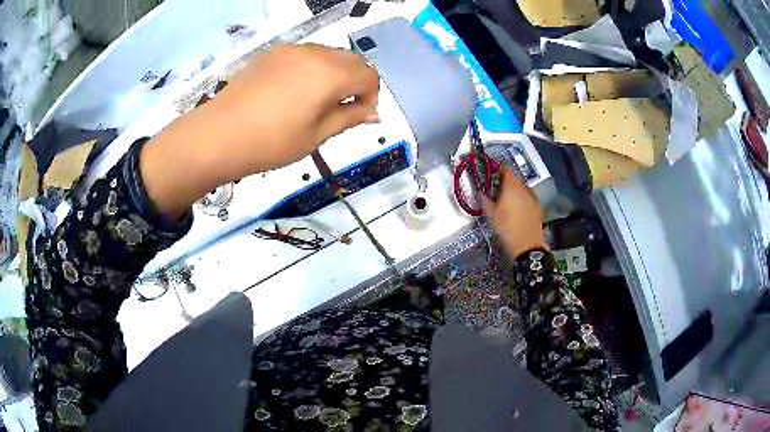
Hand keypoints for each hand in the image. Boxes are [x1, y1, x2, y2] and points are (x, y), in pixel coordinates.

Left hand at [141, 44, 379, 218]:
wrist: (218, 135)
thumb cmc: (270, 142)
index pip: (368, 76)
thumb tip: (373, 114)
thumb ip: (349, 118)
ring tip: (317, 101)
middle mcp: (315, 54)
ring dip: (335, 74)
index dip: (371, 96)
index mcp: (330, 74)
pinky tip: (295, 91)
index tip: (360, 116)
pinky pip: (305, 55)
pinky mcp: (273, 53)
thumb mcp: (316, 136)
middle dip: (355, 83)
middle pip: (351, 61)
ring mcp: (291, 50)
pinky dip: (313, 69)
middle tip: (342, 110)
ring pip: (328, 55)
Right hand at [482, 169, 545, 258]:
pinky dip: (523, 199)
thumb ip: (485, 201)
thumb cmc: (507, 229)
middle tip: (499, 188)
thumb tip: (480, 193)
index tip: (494, 173)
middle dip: (507, 182)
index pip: (506, 171)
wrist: (527, 245)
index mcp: (511, 188)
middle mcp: (524, 189)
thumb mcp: (492, 216)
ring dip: (516, 190)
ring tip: (508, 199)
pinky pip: (529, 198)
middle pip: (515, 179)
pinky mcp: (538, 207)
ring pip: (523, 188)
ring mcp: (533, 198)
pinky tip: (519, 207)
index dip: (499, 171)